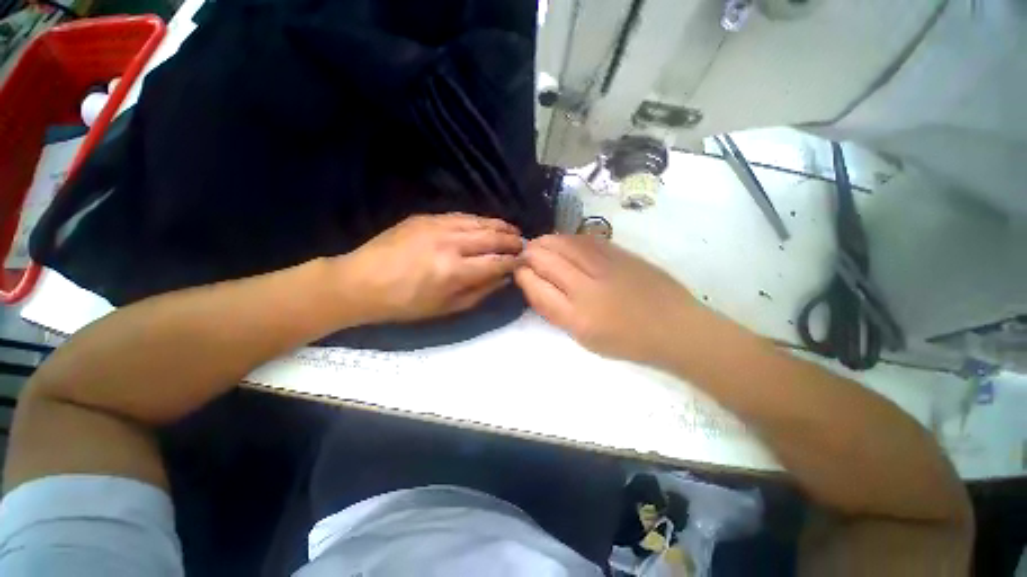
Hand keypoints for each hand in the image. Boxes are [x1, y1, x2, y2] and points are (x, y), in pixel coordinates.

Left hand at [340, 213, 522, 322]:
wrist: (360, 282)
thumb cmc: (405, 303)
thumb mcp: (446, 308)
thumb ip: (480, 292)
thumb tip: (503, 279)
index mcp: (454, 271)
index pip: (496, 261)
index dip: (514, 261)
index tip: (525, 261)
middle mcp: (450, 243)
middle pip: (492, 237)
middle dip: (512, 240)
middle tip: (524, 243)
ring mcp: (437, 226)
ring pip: (478, 221)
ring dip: (499, 225)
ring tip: (512, 229)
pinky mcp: (425, 217)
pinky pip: (460, 215)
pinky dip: (478, 220)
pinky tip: (486, 223)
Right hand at [515, 234, 698, 364]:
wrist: (674, 327)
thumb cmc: (627, 341)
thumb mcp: (585, 339)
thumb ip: (557, 312)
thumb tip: (537, 285)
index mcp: (576, 317)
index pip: (535, 287)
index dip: (522, 275)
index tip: (519, 272)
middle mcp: (586, 288)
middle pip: (545, 260)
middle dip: (528, 254)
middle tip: (525, 255)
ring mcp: (604, 266)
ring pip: (562, 243)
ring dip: (545, 241)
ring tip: (539, 245)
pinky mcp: (619, 253)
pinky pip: (583, 239)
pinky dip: (566, 238)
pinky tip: (562, 241)